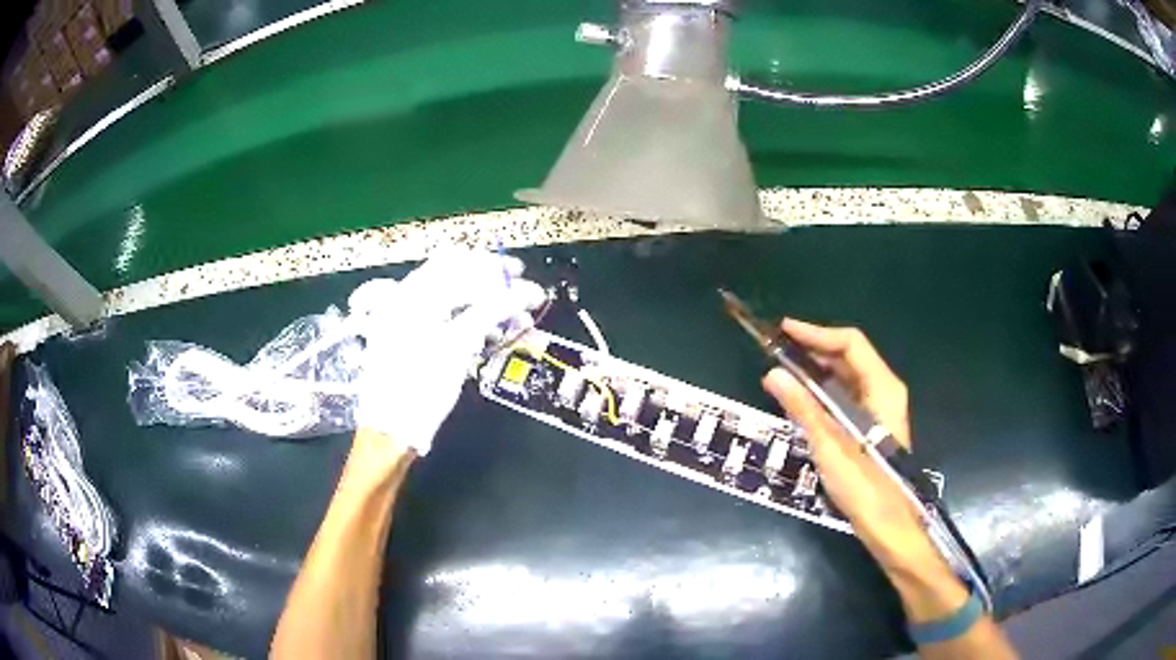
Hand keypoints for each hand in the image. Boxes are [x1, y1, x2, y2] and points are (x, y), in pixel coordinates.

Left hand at [347, 249, 545, 459]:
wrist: (391, 429)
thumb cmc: (420, 385)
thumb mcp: (457, 346)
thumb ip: (492, 310)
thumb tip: (528, 289)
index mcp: (411, 294)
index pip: (456, 263)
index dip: (492, 265)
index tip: (522, 274)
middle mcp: (407, 300)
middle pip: (457, 279)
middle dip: (494, 287)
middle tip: (524, 299)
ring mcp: (410, 321)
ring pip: (456, 302)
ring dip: (488, 307)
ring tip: (518, 323)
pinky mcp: (416, 341)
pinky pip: (449, 321)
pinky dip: (474, 324)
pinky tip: (495, 336)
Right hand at [761, 319, 934, 571]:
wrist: (889, 524)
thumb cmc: (864, 484)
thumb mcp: (829, 445)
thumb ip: (803, 407)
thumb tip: (772, 374)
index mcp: (882, 387)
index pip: (850, 343)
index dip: (816, 333)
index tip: (783, 331)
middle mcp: (884, 391)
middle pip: (848, 357)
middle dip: (813, 350)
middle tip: (777, 351)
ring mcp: (879, 409)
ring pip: (846, 378)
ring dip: (816, 372)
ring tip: (782, 373)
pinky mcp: (871, 427)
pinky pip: (845, 398)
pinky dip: (822, 393)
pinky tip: (801, 402)